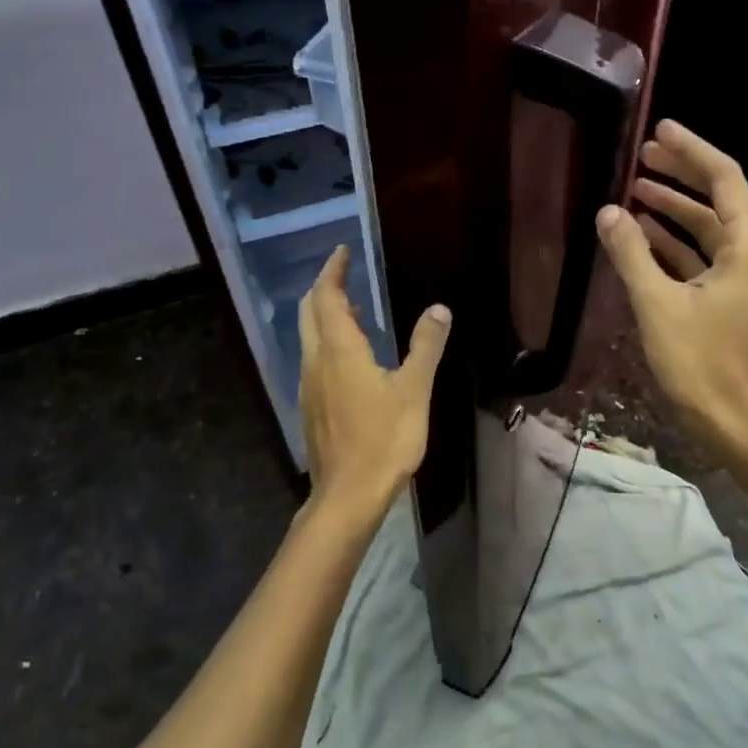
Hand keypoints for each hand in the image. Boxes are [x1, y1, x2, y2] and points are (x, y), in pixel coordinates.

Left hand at [297, 246, 450, 531]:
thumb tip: (439, 309)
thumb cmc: (384, 439)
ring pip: (309, 337)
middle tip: (345, 274)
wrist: (347, 495)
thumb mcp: (414, 390)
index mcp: (339, 350)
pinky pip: (313, 360)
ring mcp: (308, 385)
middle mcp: (315, 361)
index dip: (333, 271)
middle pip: (309, 312)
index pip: (327, 296)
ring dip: (325, 316)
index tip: (342, 252)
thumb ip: (426, 346)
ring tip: (354, 310)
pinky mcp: (310, 407)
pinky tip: (350, 358)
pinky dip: (327, 342)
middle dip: (324, 288)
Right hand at [595, 120, 747, 447]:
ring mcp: (738, 277)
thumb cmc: (700, 362)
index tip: (660, 129)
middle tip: (642, 153)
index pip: (723, 179)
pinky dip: (670, 242)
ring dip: (671, 209)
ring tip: (634, 190)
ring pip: (704, 228)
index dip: (692, 150)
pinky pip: (697, 255)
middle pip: (716, 198)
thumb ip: (631, 253)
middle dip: (680, 174)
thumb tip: (608, 211)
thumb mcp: (658, 304)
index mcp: (746, 246)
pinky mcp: (723, 298)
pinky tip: (640, 236)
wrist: (731, 421)